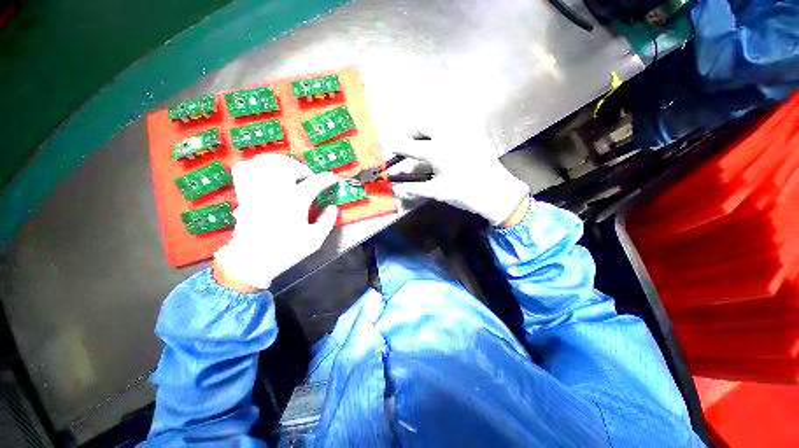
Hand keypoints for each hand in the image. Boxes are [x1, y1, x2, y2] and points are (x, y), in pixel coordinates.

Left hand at [214, 154, 338, 289]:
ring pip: (267, 161)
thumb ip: (327, 221)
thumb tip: (333, 207)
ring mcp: (257, 189)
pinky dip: (256, 166)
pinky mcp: (244, 193)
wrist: (252, 260)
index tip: (333, 178)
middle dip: (303, 169)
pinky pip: (245, 168)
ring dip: (282, 164)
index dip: (327, 178)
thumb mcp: (315, 240)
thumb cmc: (286, 251)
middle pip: (290, 165)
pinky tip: (265, 174)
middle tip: (308, 180)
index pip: (316, 182)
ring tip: (288, 173)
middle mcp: (276, 190)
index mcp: (296, 201)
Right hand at [390, 136, 529, 225]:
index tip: (384, 144)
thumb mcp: (437, 192)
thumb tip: (395, 189)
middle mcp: (449, 135)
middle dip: (411, 133)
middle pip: (422, 123)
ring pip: (438, 119)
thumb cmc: (465, 193)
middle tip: (410, 147)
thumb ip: (414, 188)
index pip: (410, 146)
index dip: (395, 146)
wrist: (496, 192)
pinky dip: (441, 129)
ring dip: (426, 129)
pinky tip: (443, 143)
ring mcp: (463, 131)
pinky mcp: (473, 132)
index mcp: (438, 151)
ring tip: (424, 144)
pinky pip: (452, 123)